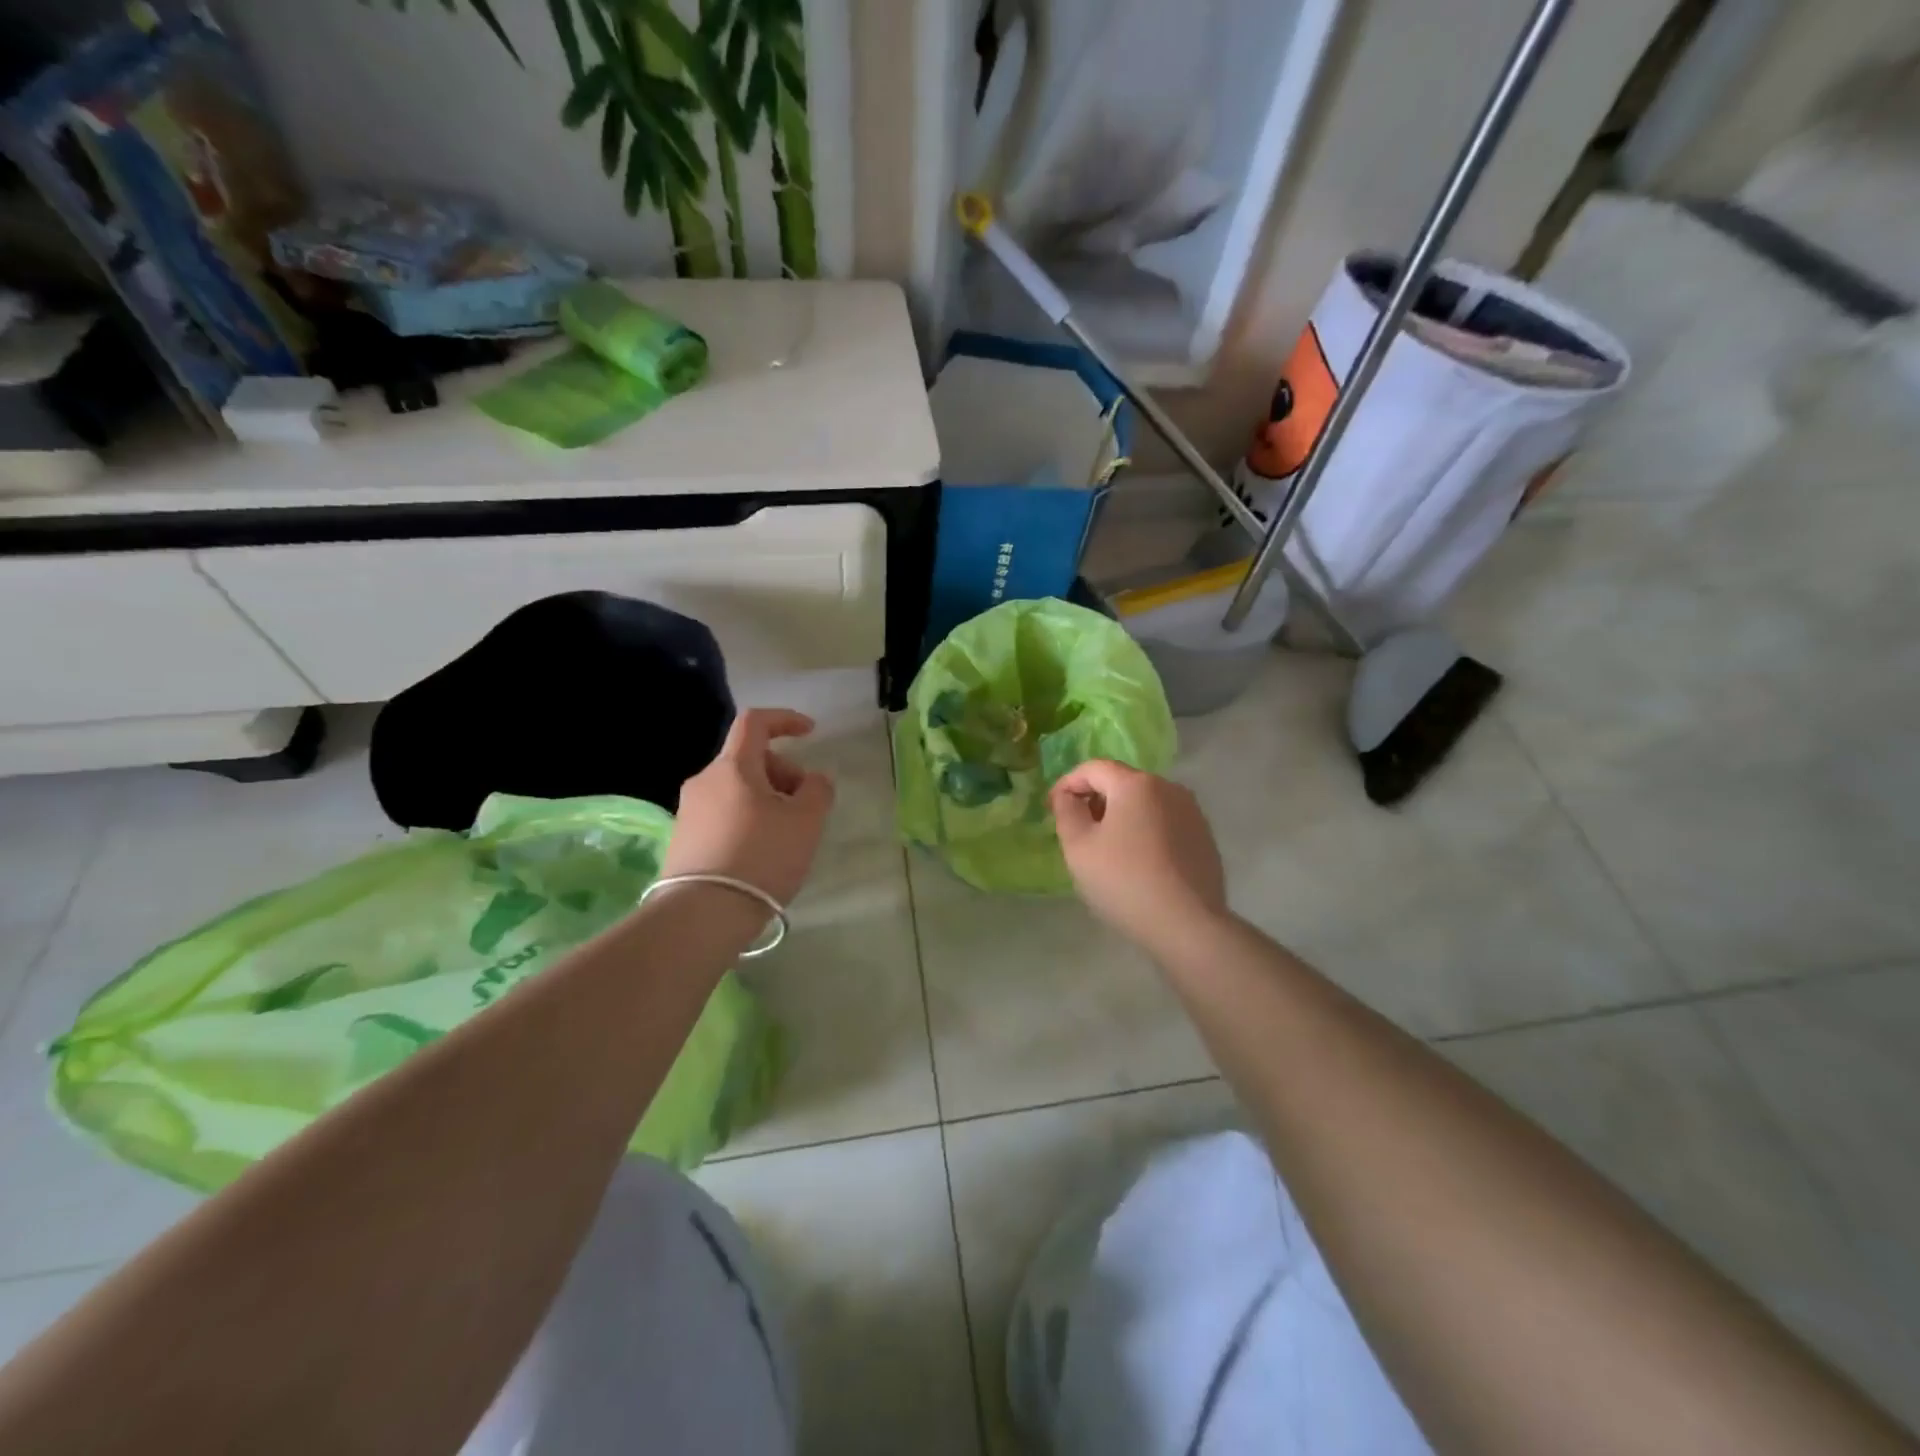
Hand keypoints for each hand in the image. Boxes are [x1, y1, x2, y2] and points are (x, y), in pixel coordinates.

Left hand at [662, 708, 835, 905]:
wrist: (702, 915)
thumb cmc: (761, 857)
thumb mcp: (806, 821)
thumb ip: (817, 790)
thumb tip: (813, 779)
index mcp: (733, 767)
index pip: (755, 722)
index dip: (785, 719)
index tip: (810, 733)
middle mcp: (704, 781)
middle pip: (749, 759)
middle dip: (783, 773)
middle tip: (804, 806)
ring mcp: (689, 811)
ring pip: (736, 789)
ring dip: (766, 799)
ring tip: (786, 835)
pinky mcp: (683, 840)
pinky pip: (723, 815)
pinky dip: (748, 820)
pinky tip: (761, 853)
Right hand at [1050, 760, 1228, 952]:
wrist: (1188, 925)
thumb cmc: (1125, 881)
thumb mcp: (1079, 847)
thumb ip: (1067, 812)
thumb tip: (1068, 796)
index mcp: (1136, 784)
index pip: (1093, 768)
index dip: (1067, 784)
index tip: (1052, 808)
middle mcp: (1169, 787)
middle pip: (1121, 783)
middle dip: (1094, 799)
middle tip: (1076, 830)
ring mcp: (1191, 812)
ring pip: (1145, 802)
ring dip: (1120, 816)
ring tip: (1106, 848)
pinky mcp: (1204, 836)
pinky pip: (1164, 822)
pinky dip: (1144, 831)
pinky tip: (1137, 862)